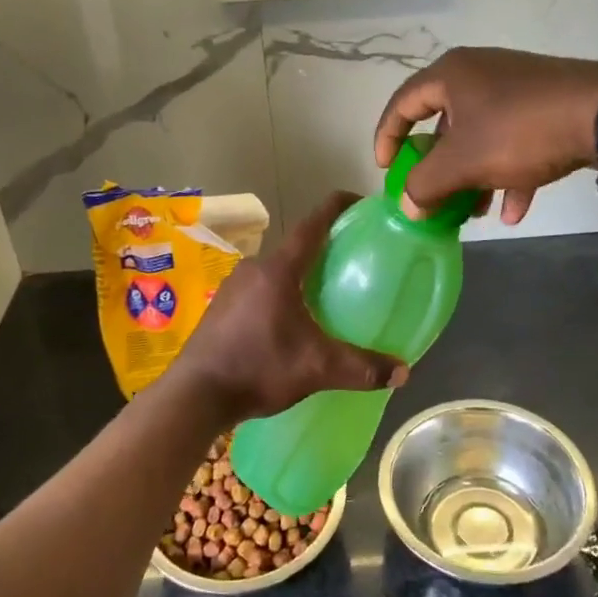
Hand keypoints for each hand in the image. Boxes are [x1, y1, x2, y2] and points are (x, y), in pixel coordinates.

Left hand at [165, 193, 408, 425]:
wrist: (195, 395)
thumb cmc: (257, 368)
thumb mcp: (316, 369)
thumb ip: (360, 368)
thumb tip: (403, 373)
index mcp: (278, 270)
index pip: (312, 225)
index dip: (336, 207)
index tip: (358, 201)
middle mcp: (253, 268)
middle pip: (295, 249)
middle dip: (322, 251)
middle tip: (350, 262)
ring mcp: (232, 286)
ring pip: (275, 271)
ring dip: (298, 277)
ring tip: (323, 295)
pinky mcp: (220, 306)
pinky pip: (258, 289)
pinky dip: (278, 295)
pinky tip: (288, 322)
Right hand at [374, 47, 597, 224]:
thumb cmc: (518, 131)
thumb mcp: (462, 162)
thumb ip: (425, 185)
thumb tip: (408, 206)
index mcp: (451, 75)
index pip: (403, 103)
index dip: (387, 137)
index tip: (386, 170)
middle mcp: (479, 74)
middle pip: (443, 124)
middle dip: (438, 167)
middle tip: (432, 194)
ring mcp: (515, 88)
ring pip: (480, 136)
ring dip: (473, 177)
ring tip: (474, 213)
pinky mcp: (544, 105)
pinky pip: (514, 141)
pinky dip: (508, 174)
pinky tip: (514, 213)